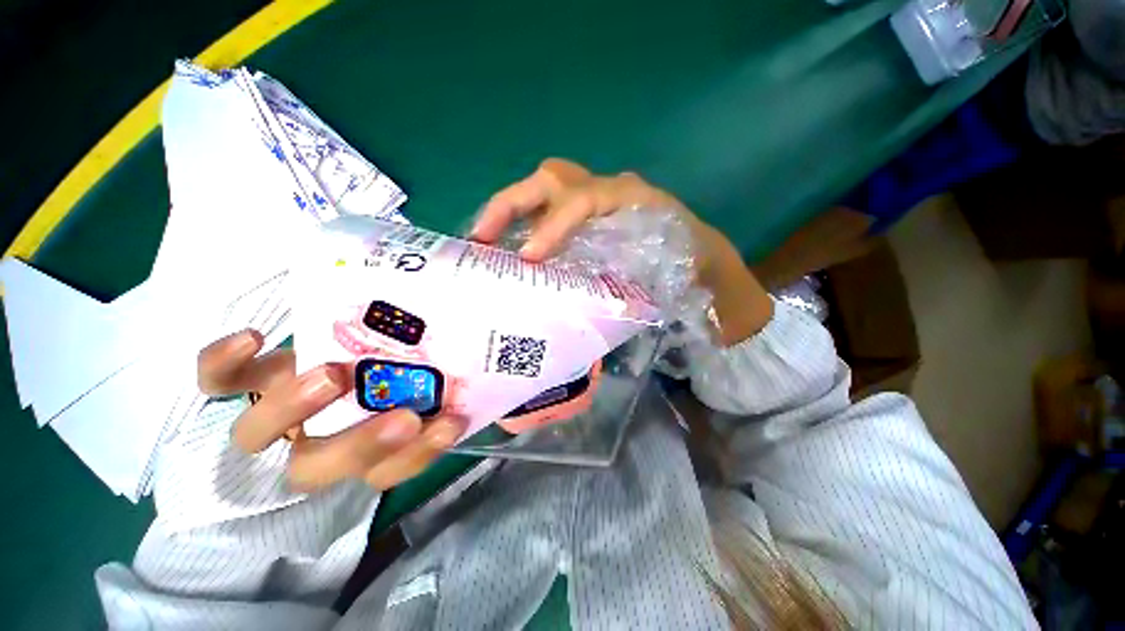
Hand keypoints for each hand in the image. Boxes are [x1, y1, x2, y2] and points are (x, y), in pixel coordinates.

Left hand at [198, 330, 466, 491]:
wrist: (346, 337)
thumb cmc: (396, 365)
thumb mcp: (430, 377)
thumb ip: (458, 387)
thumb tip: (504, 383)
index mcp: (368, 441)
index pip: (387, 471)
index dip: (415, 456)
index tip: (449, 421)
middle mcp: (318, 434)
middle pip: (320, 468)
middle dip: (363, 446)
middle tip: (403, 414)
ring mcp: (276, 406)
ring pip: (260, 437)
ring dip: (297, 411)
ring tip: (336, 373)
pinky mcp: (248, 377)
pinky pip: (217, 382)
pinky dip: (223, 365)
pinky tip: (257, 336)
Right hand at [472, 159, 773, 345]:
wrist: (699, 254)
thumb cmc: (685, 265)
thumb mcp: (665, 272)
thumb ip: (629, 276)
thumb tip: (579, 294)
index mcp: (630, 199)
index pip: (582, 200)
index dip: (553, 226)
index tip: (529, 258)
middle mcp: (607, 191)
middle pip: (554, 179)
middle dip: (513, 203)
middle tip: (482, 237)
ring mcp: (593, 200)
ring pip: (545, 189)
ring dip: (510, 211)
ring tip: (484, 241)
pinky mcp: (586, 215)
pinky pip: (548, 211)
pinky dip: (524, 225)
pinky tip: (510, 249)